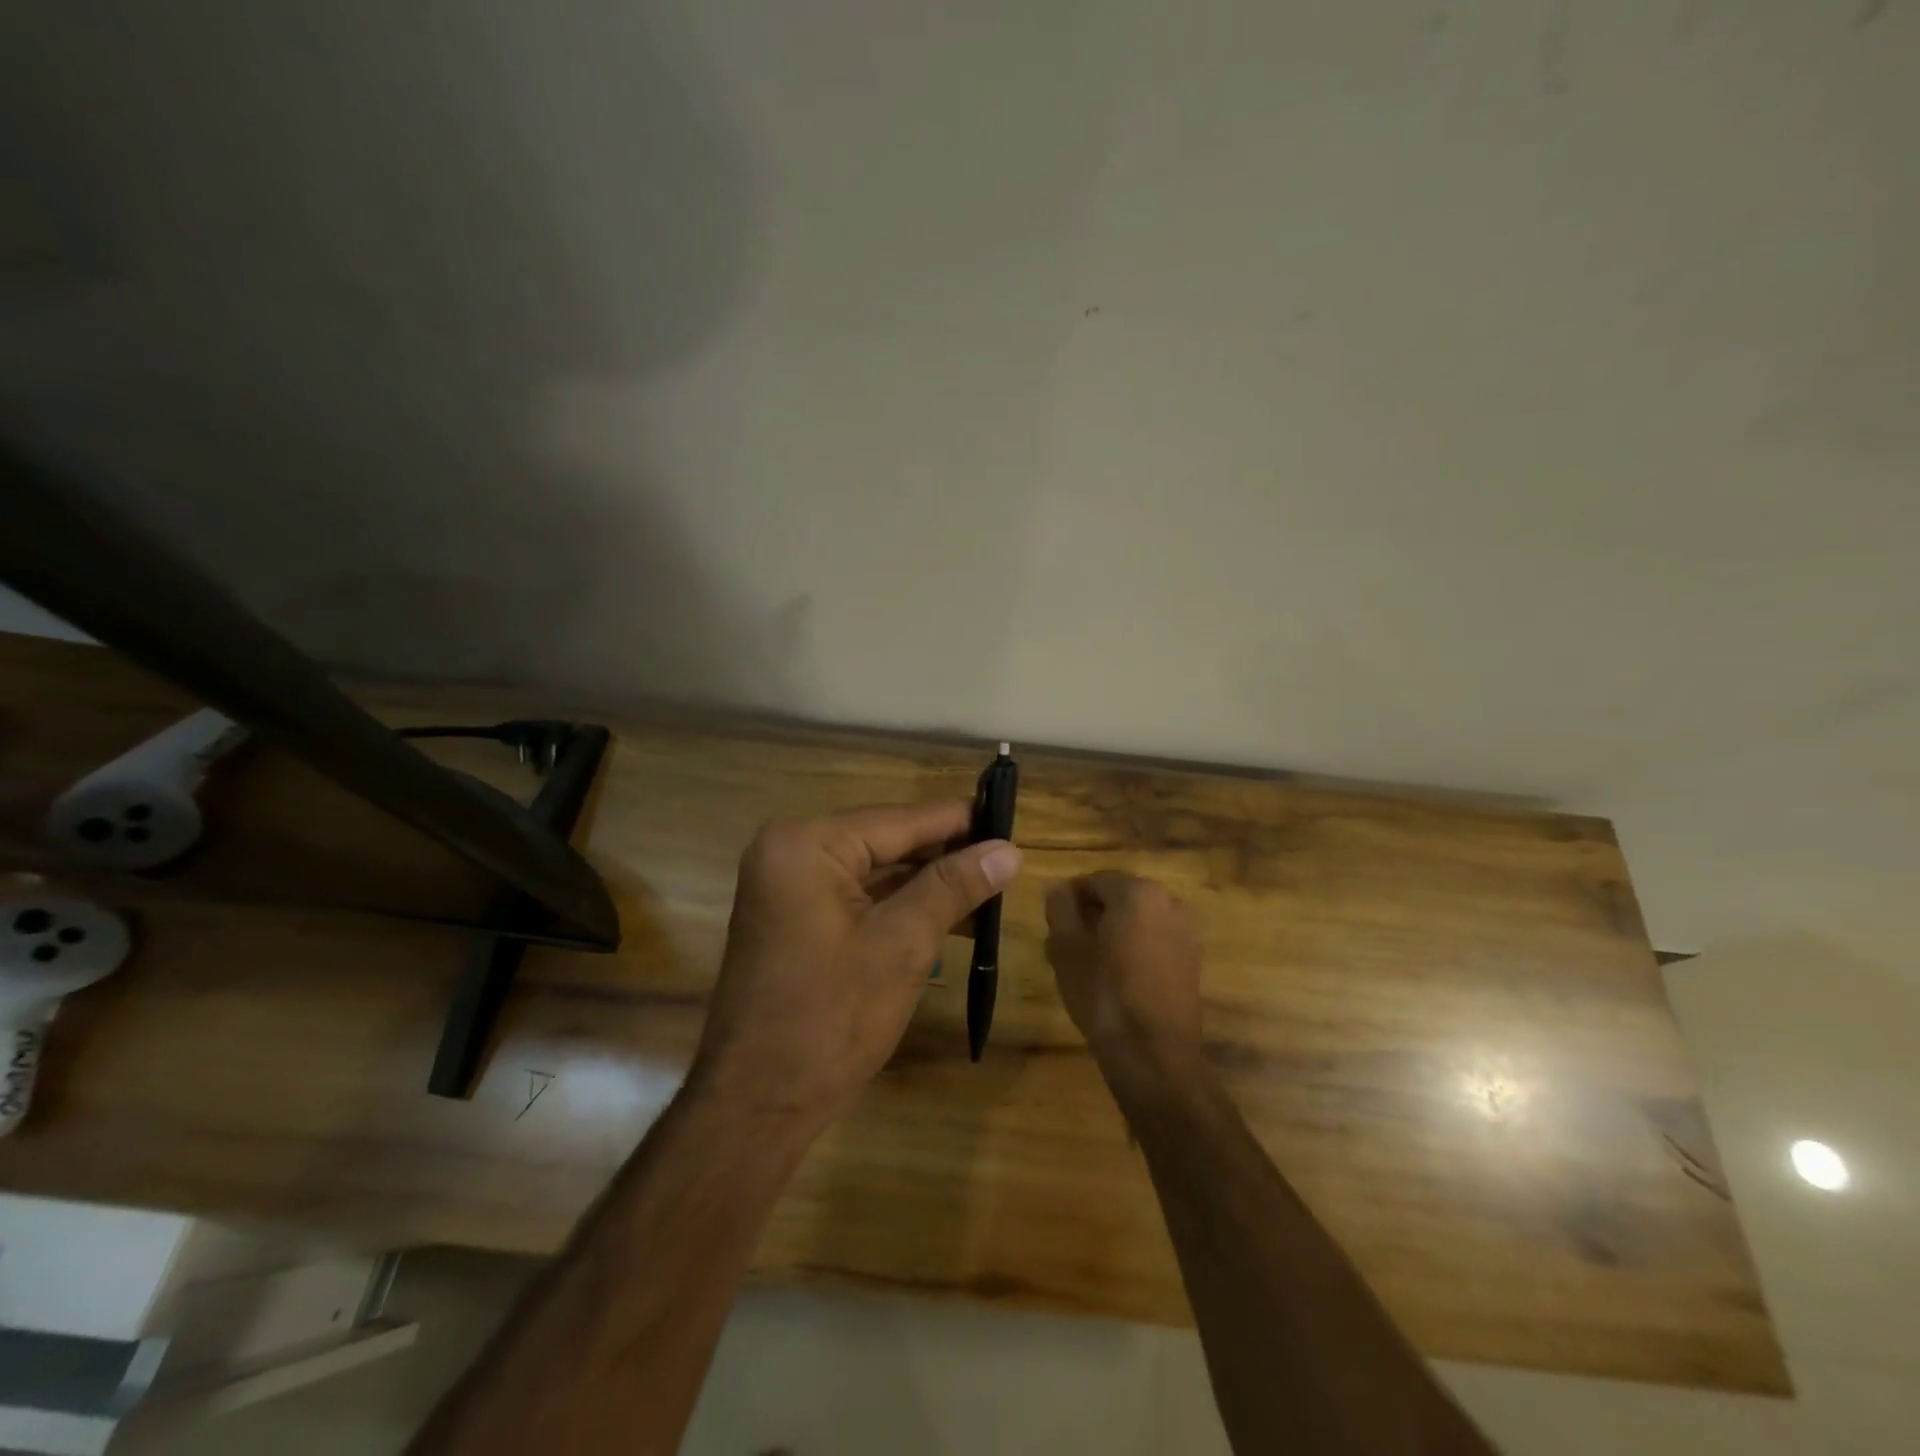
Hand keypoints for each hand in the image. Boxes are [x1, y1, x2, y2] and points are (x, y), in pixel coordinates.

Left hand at [689, 802, 1021, 1128]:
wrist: (758, 1103)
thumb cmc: (831, 1017)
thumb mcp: (903, 943)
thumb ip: (954, 887)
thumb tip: (1010, 850)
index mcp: (808, 843)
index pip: (900, 820)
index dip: (960, 822)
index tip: (1011, 821)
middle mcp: (791, 851)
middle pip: (886, 841)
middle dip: (946, 855)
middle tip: (1007, 860)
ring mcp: (789, 886)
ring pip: (875, 870)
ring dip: (928, 883)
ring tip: (992, 888)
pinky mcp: (795, 917)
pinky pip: (858, 896)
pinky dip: (900, 904)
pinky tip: (950, 915)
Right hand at [1045, 872, 1206, 1088]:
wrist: (1153, 1054)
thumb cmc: (1103, 993)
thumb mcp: (1066, 948)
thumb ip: (1060, 908)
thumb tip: (1059, 888)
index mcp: (1138, 892)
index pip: (1096, 879)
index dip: (1070, 896)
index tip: (1053, 919)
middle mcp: (1169, 902)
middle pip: (1120, 897)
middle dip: (1092, 913)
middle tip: (1064, 940)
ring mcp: (1186, 931)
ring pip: (1138, 919)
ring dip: (1112, 930)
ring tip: (1086, 960)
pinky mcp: (1192, 960)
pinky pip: (1155, 939)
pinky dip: (1134, 946)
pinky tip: (1113, 974)